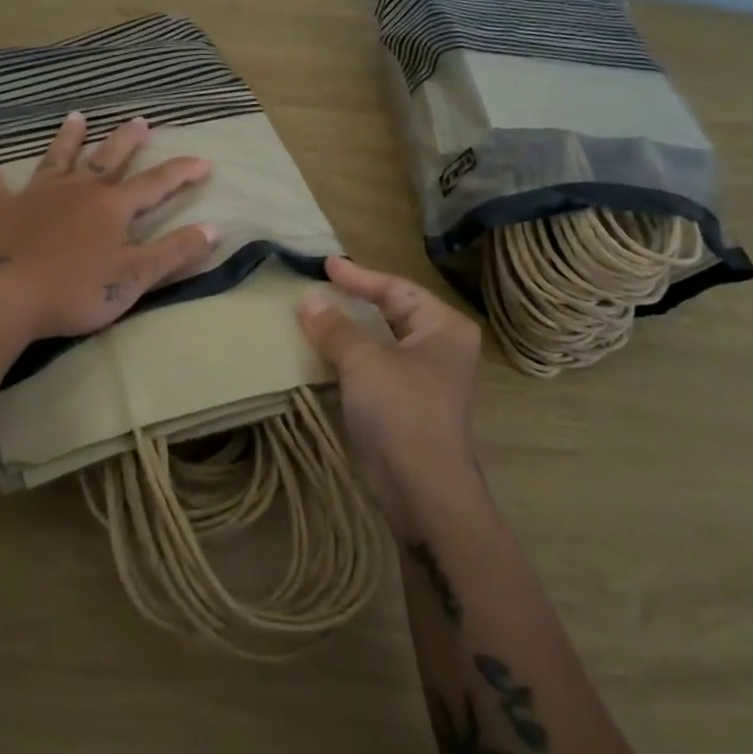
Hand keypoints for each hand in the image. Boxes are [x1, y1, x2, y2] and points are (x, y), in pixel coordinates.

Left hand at [0, 112, 216, 338]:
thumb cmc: (76, 290)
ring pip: (57, 159)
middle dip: (127, 140)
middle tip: (139, 120)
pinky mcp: (1, 210)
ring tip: (76, 116)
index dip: (182, 172)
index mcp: (112, 207)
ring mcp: (37, 196)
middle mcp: (78, 191)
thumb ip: (174, 252)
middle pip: (108, 159)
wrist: (7, 298)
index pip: (156, 184)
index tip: (203, 161)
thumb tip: (213, 229)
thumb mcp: (135, 278)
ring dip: (68, 138)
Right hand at [297, 256, 483, 524]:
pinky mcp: (408, 405)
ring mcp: (427, 379)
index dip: (360, 276)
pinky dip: (352, 358)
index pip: (397, 289)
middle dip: (357, 301)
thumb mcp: (364, 361)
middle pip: (393, 312)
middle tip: (322, 287)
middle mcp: (441, 348)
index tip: (326, 265)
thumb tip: (308, 301)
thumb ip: (335, 328)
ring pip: (383, 342)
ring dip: (351, 331)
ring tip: (317, 316)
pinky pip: (376, 368)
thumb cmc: (401, 410)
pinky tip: (325, 354)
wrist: (422, 488)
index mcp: (444, 327)